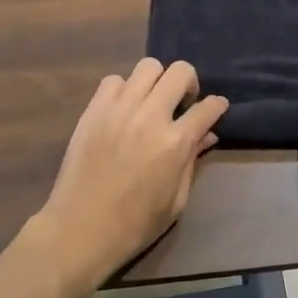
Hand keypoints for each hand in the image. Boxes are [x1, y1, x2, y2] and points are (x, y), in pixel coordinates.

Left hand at [32, 58, 227, 292]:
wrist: (79, 230)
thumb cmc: (134, 225)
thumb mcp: (176, 200)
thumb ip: (192, 161)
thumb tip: (207, 135)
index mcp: (175, 143)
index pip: (207, 108)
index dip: (217, 105)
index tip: (216, 107)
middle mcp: (150, 117)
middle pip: (180, 72)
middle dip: (189, 83)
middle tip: (183, 102)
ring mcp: (119, 109)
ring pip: (148, 67)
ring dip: (157, 81)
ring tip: (152, 100)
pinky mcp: (93, 110)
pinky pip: (113, 80)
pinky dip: (124, 89)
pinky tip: (123, 108)